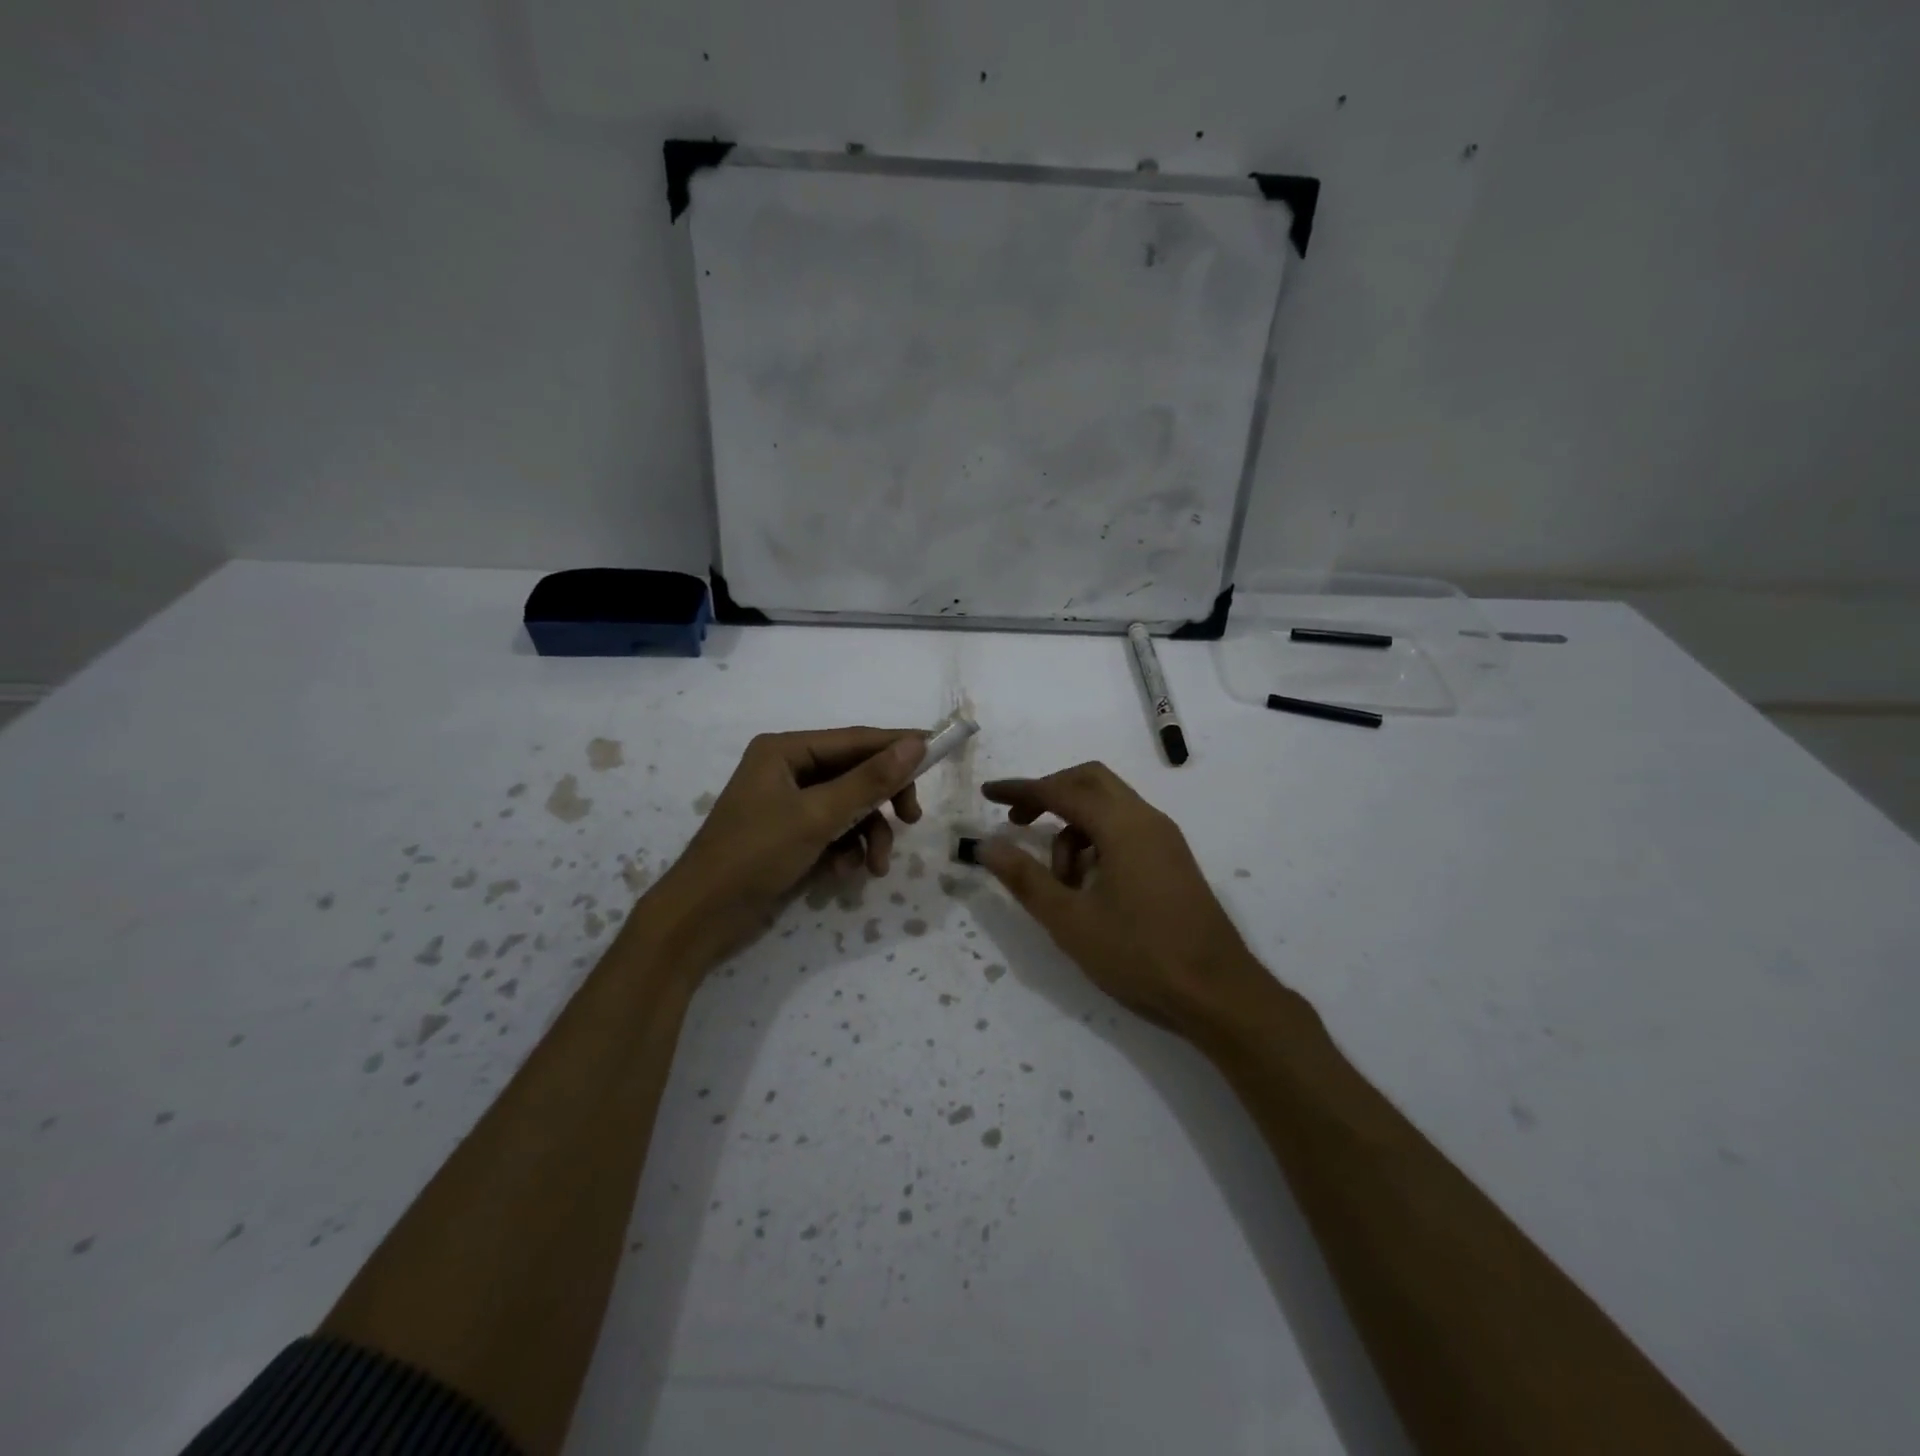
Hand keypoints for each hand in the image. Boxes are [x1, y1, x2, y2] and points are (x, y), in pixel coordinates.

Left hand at [642, 727, 924, 970]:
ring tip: (876, 867)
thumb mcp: (818, 816)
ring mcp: (788, 804)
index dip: (898, 745)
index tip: (939, 751)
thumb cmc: (754, 855)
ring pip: (848, 807)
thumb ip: (869, 780)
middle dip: (882, 801)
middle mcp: (787, 769)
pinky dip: (846, 850)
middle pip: (855, 773)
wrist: (701, 918)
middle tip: (912, 819)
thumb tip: (916, 743)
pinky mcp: (789, 835)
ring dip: (868, 834)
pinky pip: (833, 831)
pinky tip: (845, 874)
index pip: (855, 739)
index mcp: (785, 750)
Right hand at [976, 762, 1269, 1033]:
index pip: (1062, 790)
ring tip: (1059, 881)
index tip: (988, 793)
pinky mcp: (1172, 860)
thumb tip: (986, 845)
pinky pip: (1125, 829)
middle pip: (1090, 781)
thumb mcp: (1070, 920)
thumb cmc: (1139, 954)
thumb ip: (1025, 878)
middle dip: (1049, 794)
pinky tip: (1087, 885)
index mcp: (1123, 826)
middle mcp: (1147, 820)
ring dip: (1073, 828)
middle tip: (1018, 822)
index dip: (1021, 790)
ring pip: (1108, 807)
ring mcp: (1164, 839)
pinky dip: (1096, 841)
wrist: (1218, 993)